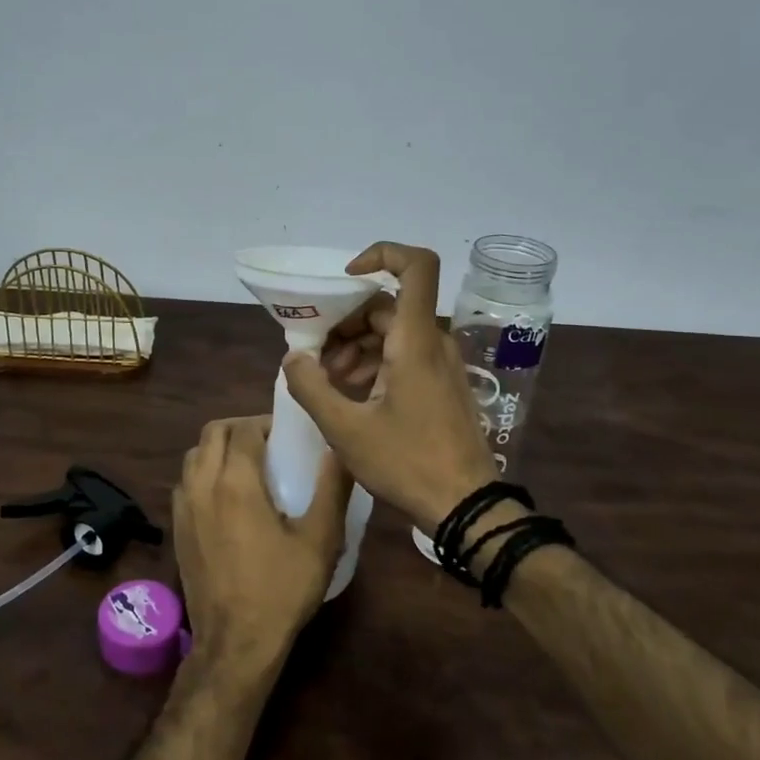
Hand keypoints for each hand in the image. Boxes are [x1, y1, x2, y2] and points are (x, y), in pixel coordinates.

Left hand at [172, 417, 351, 681]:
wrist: (235, 642)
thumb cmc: (281, 590)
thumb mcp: (320, 540)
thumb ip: (332, 488)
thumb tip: (339, 448)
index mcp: (236, 482)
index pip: (244, 428)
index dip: (266, 424)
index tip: (288, 435)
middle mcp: (203, 484)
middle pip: (213, 432)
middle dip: (240, 428)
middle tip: (268, 444)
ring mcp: (184, 506)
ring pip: (194, 454)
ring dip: (218, 448)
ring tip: (247, 465)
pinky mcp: (176, 527)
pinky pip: (186, 481)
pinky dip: (203, 472)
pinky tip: (225, 496)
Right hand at [283, 242, 496, 530]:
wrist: (467, 505)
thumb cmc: (407, 462)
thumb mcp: (346, 429)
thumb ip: (311, 388)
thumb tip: (292, 357)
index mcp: (414, 341)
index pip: (416, 266)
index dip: (381, 254)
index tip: (344, 278)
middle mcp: (432, 342)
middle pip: (387, 305)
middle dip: (345, 323)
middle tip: (317, 357)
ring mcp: (441, 364)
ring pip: (392, 332)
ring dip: (356, 346)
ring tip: (330, 381)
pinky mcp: (442, 384)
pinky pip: (404, 354)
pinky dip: (375, 363)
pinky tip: (354, 394)